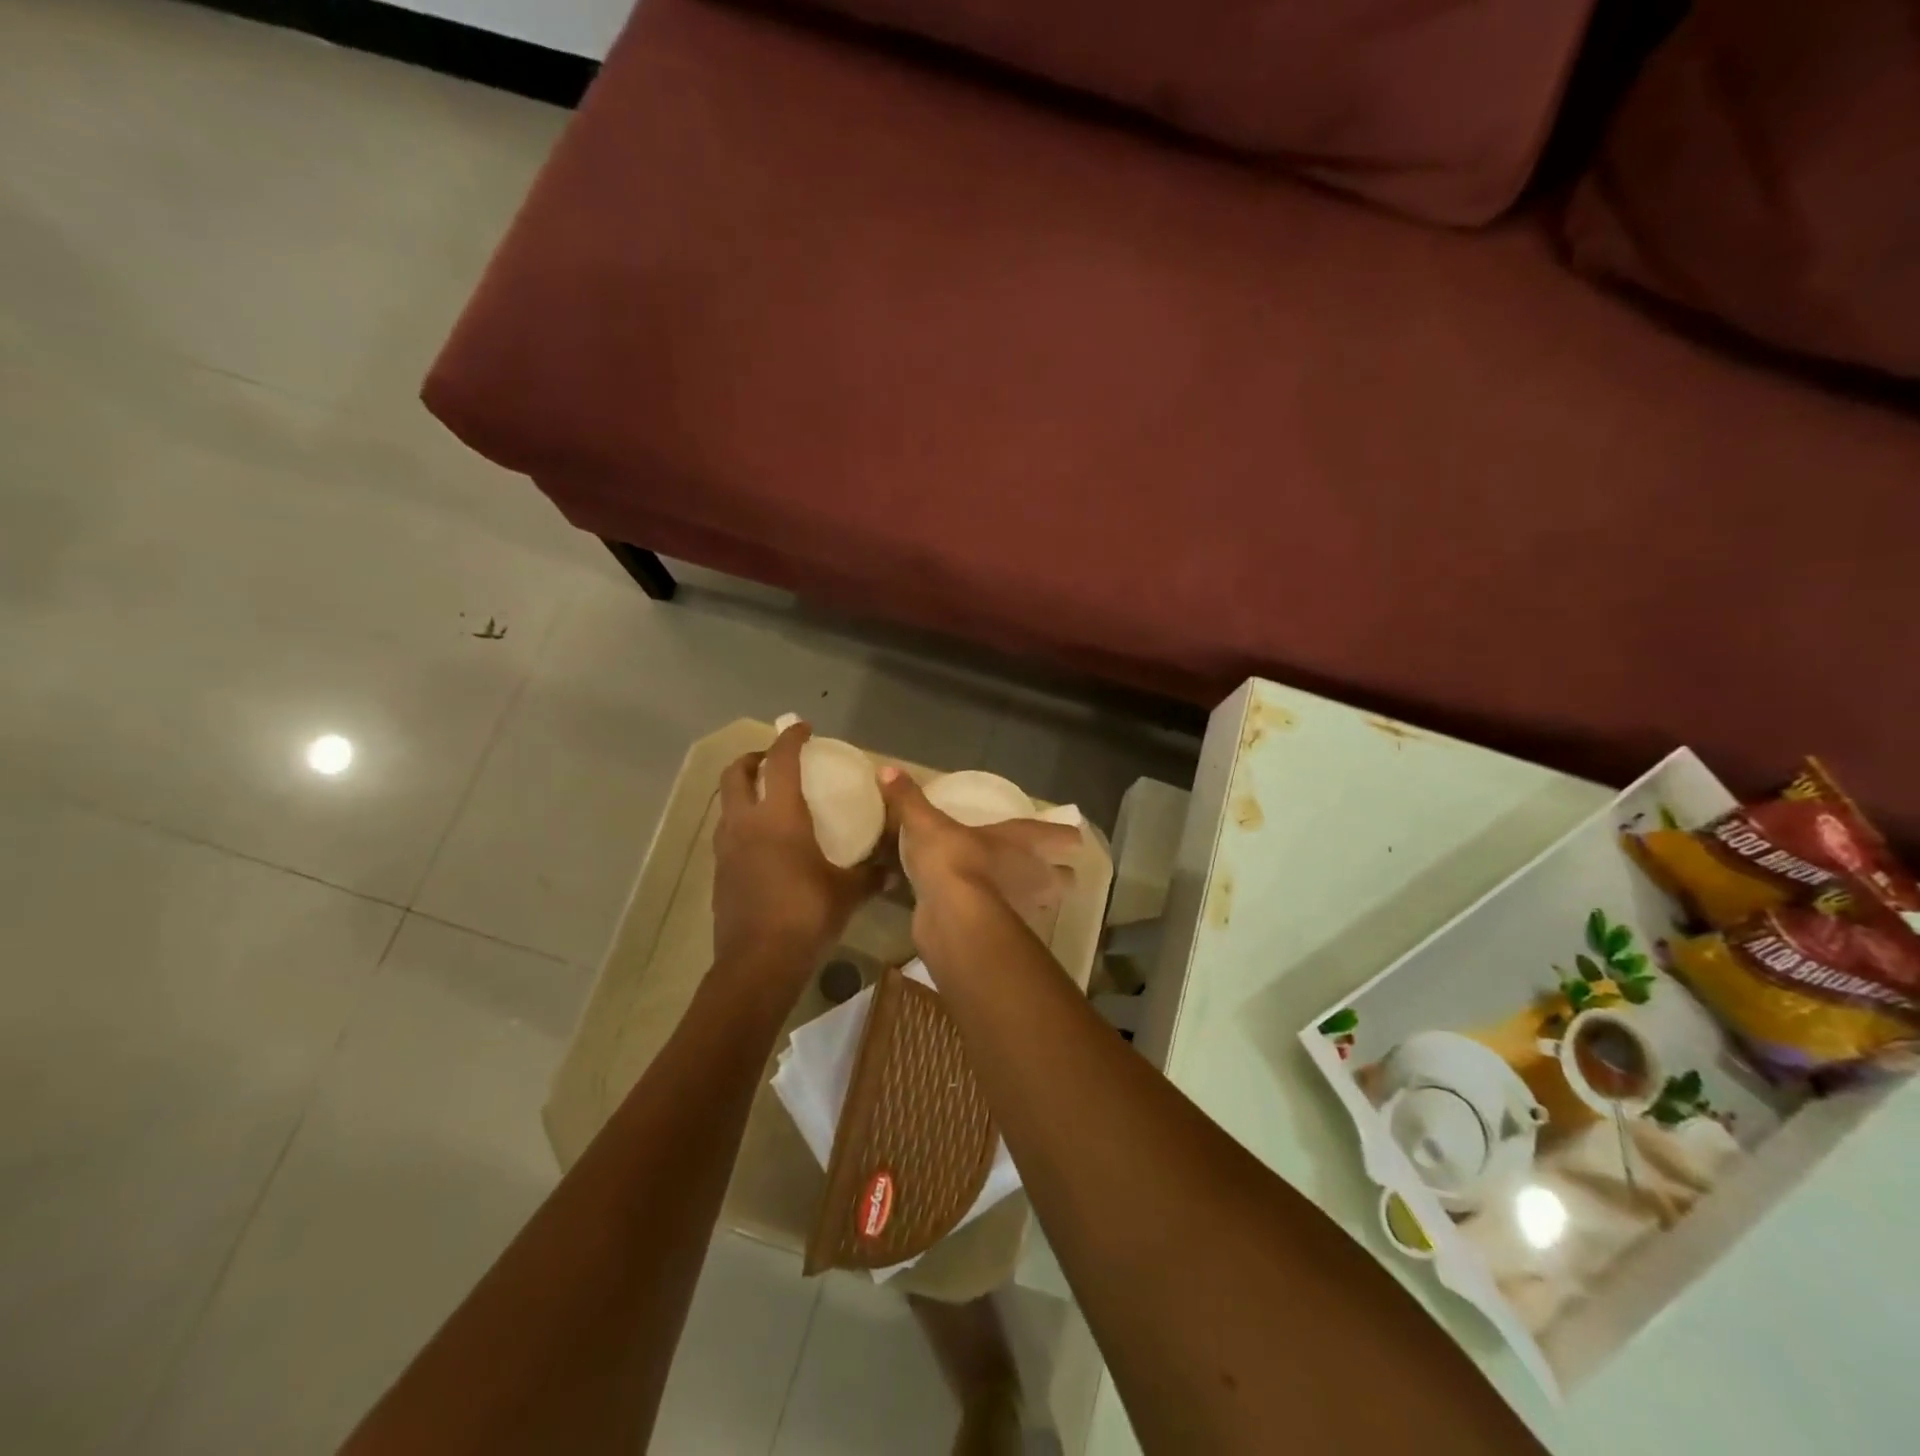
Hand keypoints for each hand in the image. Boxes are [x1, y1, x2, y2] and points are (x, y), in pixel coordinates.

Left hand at [713, 723, 881, 985]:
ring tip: (767, 799)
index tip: (802, 727)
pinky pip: (727, 833)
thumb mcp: (847, 892)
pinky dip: (741, 823)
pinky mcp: (720, 873)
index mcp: (779, 817)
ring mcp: (727, 848)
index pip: (781, 762)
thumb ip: (870, 875)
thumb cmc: (806, 915)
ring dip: (743, 791)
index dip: (790, 739)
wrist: (758, 962)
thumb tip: (892, 871)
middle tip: (774, 761)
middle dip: (753, 758)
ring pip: (726, 803)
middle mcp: (747, 823)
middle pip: (736, 774)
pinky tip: (762, 843)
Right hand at [878, 767, 1080, 936]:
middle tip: (1035, 871)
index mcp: (1027, 840)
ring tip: (1008, 895)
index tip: (1066, 839)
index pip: (1065, 837)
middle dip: (1055, 877)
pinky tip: (981, 918)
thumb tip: (886, 769)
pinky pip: (1009, 927)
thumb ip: (909, 800)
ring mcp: (1025, 909)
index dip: (1067, 838)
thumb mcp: (925, 824)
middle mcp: (1036, 875)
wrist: (953, 916)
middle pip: (1064, 880)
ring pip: (1041, 906)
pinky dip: (1000, 922)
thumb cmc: (953, 858)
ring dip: (1030, 902)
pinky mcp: (1006, 937)